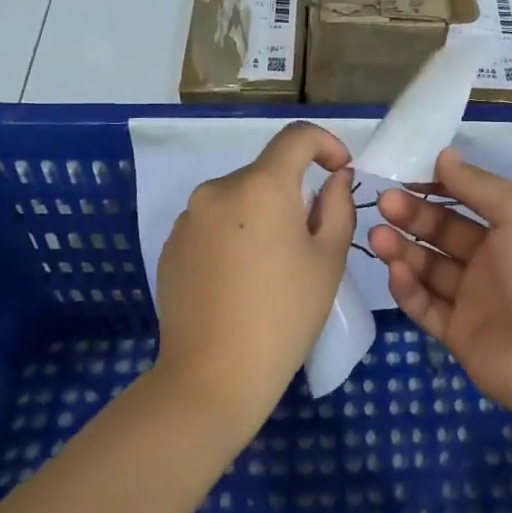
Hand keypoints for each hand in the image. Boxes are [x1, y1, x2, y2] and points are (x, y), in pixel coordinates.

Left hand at [154, 122, 356, 435]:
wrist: (212, 376)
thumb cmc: (284, 315)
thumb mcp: (328, 259)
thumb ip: (338, 206)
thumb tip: (334, 179)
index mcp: (261, 185)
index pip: (297, 136)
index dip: (326, 144)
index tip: (340, 171)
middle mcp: (218, 189)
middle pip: (266, 172)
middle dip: (293, 192)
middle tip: (310, 239)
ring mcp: (188, 218)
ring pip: (238, 199)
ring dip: (261, 215)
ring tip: (271, 266)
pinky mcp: (170, 246)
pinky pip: (212, 224)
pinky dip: (233, 235)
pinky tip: (238, 281)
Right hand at [368, 148, 511, 425]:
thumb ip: (480, 186)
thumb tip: (445, 155)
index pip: (470, 199)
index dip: (439, 186)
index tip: (405, 174)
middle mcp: (496, 260)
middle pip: (446, 231)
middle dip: (415, 215)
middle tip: (384, 202)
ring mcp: (477, 300)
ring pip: (431, 268)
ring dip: (404, 249)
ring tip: (378, 235)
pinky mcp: (460, 335)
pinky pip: (428, 306)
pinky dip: (409, 288)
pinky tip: (395, 270)